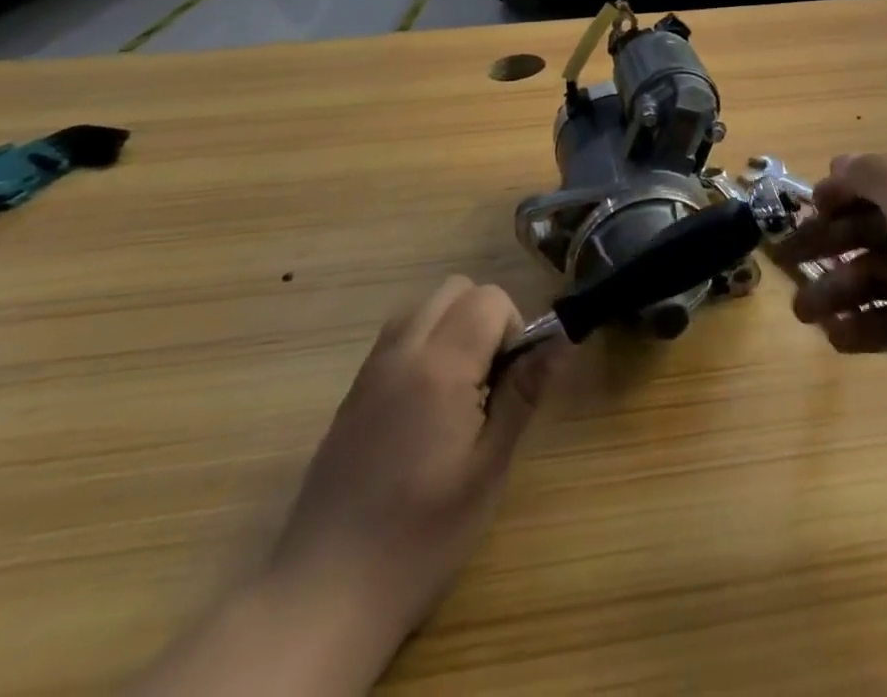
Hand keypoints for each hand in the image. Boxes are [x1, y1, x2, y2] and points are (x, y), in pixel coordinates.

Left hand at [266, 276, 565, 647]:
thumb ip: (524, 392)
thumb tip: (563, 338)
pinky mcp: (351, 396)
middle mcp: (401, 354)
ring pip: (422, 308)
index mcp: (439, 367)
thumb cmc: (422, 536)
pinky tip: (427, 407)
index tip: (513, 380)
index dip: (514, 327)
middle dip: (486, 317)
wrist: (324, 596)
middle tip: (493, 379)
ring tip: (462, 389)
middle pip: (455, 289)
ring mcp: (370, 373)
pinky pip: (396, 339)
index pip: (489, 299)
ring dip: (452, 326)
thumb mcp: (489, 468)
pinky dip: (423, 346)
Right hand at [773, 152, 886, 436]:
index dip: (844, 187)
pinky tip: (838, 338)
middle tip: (785, 262)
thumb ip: (872, 175)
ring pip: (879, 277)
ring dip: (838, 291)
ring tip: (804, 313)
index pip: (885, 175)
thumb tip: (841, 161)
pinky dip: (865, 327)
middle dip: (829, 243)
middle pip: (875, 226)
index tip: (807, 205)